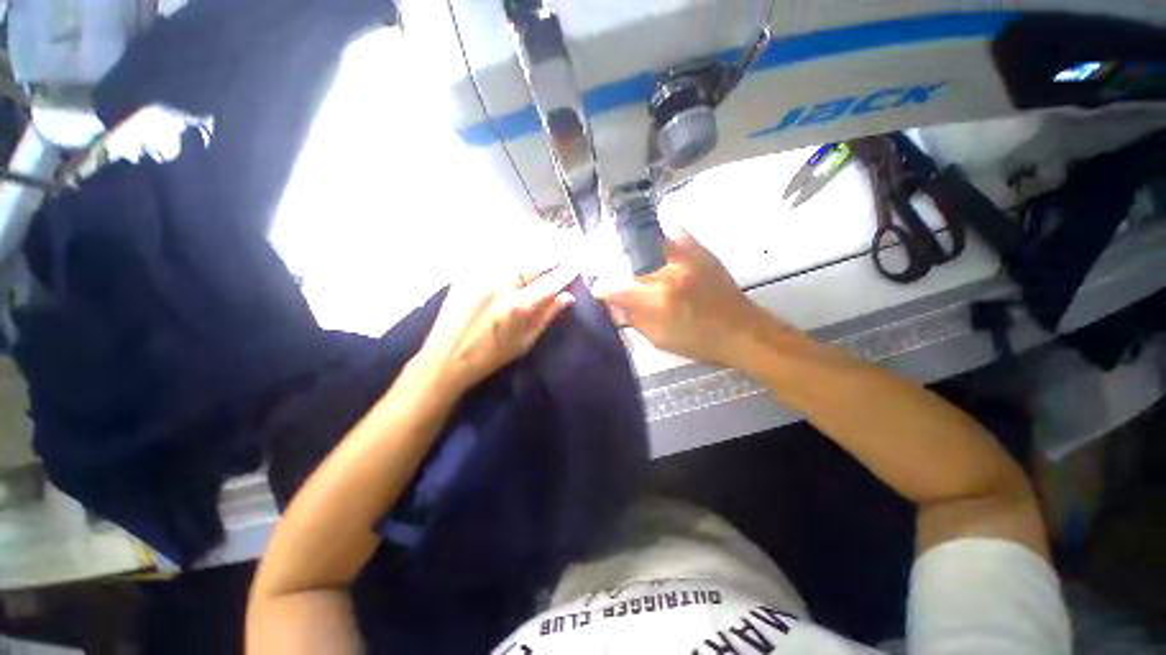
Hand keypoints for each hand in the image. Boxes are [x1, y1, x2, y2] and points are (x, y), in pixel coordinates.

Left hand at [418, 263, 577, 392]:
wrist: (446, 357)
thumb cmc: (491, 356)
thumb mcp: (525, 342)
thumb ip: (547, 316)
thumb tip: (567, 297)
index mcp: (517, 307)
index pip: (550, 282)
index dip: (566, 271)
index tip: (578, 262)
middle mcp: (500, 285)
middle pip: (533, 262)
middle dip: (552, 255)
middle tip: (565, 249)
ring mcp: (481, 276)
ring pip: (514, 254)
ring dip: (533, 251)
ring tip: (545, 247)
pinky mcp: (467, 273)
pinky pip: (494, 255)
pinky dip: (510, 252)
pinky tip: (517, 253)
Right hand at [598, 231, 771, 367]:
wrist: (743, 330)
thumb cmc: (700, 341)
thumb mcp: (660, 339)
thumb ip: (633, 319)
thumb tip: (614, 304)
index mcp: (657, 301)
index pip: (616, 288)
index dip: (602, 289)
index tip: (598, 290)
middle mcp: (668, 274)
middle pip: (627, 261)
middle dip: (614, 267)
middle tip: (612, 274)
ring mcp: (685, 258)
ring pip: (647, 242)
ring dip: (633, 250)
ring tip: (629, 258)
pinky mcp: (700, 251)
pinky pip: (674, 234)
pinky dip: (661, 239)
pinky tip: (657, 249)